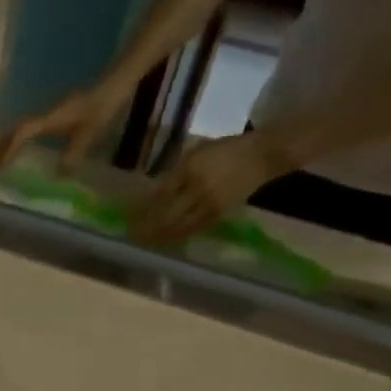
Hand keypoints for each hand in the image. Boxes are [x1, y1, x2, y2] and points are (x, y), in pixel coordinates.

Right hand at [0, 84, 127, 171]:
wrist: (115, 84)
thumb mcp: (89, 134)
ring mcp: (52, 114)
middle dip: (3, 147)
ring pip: (24, 128)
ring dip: (11, 143)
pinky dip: (23, 140)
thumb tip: (57, 177)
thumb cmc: (101, 107)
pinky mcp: (58, 116)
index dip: (9, 148)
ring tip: (2, 160)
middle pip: (17, 129)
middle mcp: (47, 115)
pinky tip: (25, 151)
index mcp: (51, 118)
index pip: (23, 132)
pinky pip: (34, 129)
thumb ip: (73, 155)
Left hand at [133, 129, 295, 243]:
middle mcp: (196, 187)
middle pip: (165, 215)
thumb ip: (176, 170)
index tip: (128, 217)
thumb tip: (153, 191)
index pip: (159, 194)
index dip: (142, 208)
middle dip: (146, 228)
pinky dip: (177, 237)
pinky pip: (193, 230)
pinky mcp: (218, 214)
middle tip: (131, 236)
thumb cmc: (227, 148)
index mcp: (189, 167)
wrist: (263, 155)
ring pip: (178, 226)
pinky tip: (166, 241)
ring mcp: (208, 203)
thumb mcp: (198, 150)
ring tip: (144, 242)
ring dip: (159, 237)